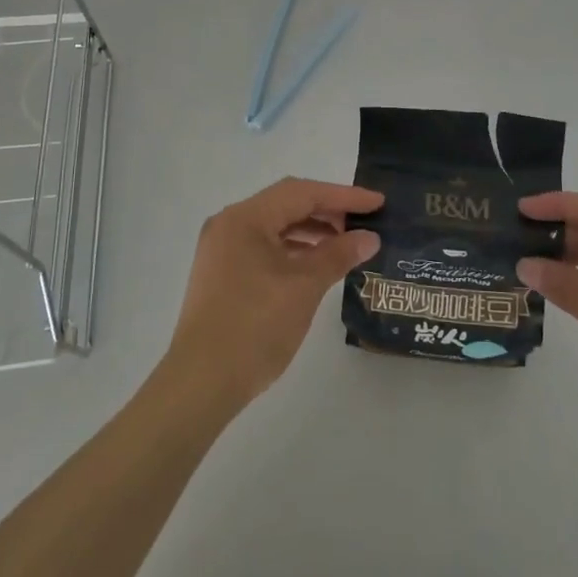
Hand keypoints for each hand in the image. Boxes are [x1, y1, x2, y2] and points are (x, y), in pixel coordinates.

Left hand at [163, 178, 381, 411]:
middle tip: (364, 223)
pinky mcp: (222, 274)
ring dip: (311, 231)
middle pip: (286, 205)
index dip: (343, 196)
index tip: (377, 202)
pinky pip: (264, 248)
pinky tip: (316, 264)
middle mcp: (229, 224)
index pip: (301, 192)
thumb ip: (338, 255)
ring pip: (275, 227)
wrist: (200, 384)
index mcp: (244, 218)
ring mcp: (222, 250)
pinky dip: (293, 250)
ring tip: (346, 244)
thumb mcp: (304, 287)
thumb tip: (369, 237)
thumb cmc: (255, 327)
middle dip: (327, 211)